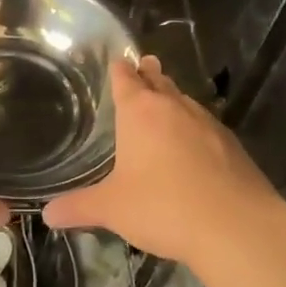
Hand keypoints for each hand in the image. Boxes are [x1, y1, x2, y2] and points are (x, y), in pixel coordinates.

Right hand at [44, 55, 285, 267]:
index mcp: (140, 112)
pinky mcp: (233, 146)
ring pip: (185, 101)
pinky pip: (207, 126)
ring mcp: (208, 124)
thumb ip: (79, 207)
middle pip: (159, 81)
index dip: (119, 69)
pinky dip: (196, 127)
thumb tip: (48, 214)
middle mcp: (174, 108)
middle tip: (145, 65)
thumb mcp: (112, 209)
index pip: (126, 79)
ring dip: (174, 98)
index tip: (117, 59)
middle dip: (149, 74)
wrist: (237, 227)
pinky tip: (195, 143)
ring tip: (167, 100)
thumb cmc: (163, 207)